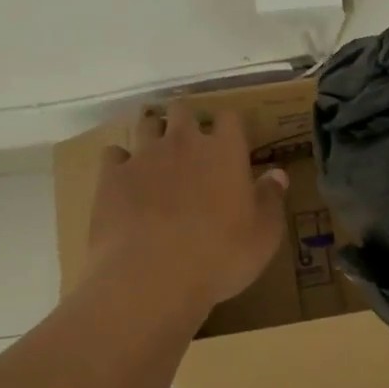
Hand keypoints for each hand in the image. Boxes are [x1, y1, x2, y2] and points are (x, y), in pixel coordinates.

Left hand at [87, 102, 289, 315]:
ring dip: (154, 133)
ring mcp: (143, 157)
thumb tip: (277, 174)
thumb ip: (271, 199)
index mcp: (225, 152)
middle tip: (192, 143)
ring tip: (158, 155)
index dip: (230, 124)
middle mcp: (183, 143)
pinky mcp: (111, 177)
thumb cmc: (220, 257)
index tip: (232, 140)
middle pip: (183, 110)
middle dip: (187, 120)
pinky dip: (120, 162)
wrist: (152, 278)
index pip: (230, 117)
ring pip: (146, 124)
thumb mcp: (264, 235)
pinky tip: (125, 179)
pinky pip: (113, 154)